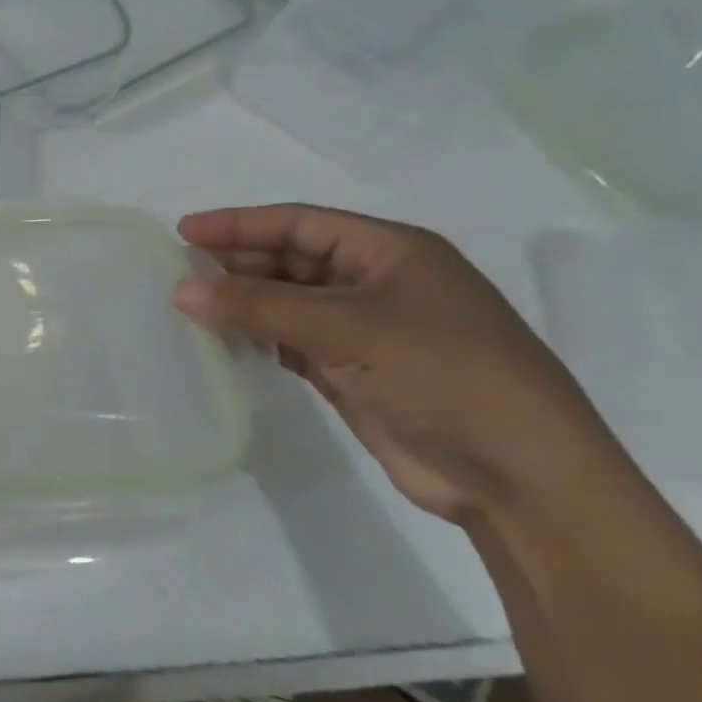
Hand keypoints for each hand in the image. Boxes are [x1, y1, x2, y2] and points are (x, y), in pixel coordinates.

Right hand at [175, 204, 614, 523]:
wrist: (521, 479)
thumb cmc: (443, 374)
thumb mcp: (346, 328)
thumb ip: (258, 306)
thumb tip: (181, 290)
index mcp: (391, 252)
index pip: (300, 222)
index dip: (240, 224)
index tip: (185, 232)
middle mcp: (378, 283)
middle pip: (292, 260)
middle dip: (238, 264)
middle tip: (180, 271)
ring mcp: (368, 331)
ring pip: (290, 303)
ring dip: (244, 303)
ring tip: (190, 305)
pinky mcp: (357, 374)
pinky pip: (294, 343)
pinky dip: (260, 340)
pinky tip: (224, 342)